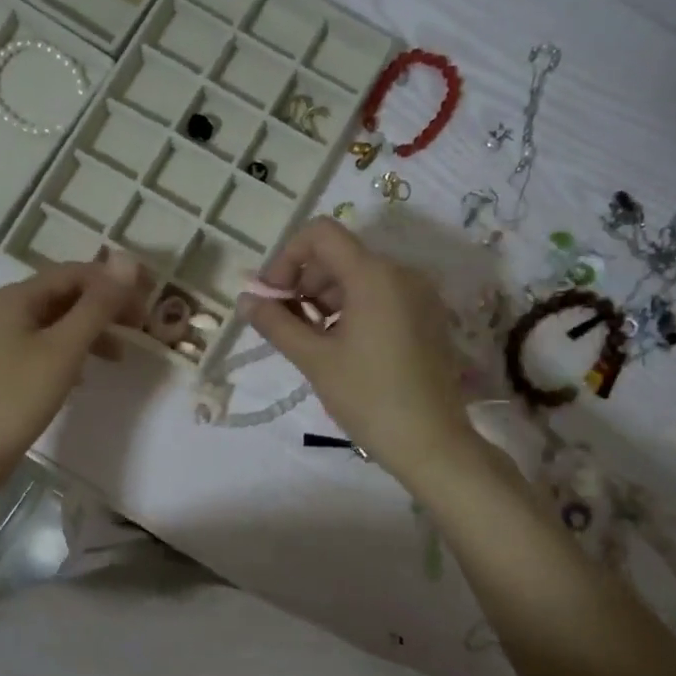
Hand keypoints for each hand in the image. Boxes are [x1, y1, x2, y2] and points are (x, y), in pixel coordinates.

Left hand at [0, 256, 146, 472]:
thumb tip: (128, 260)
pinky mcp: (0, 367)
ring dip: (89, 332)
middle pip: (62, 296)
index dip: (112, 282)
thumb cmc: (19, 396)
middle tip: (138, 327)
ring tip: (119, 355)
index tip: (147, 302)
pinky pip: (42, 346)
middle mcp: (2, 310)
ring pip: (54, 323)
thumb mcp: (65, 348)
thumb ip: (98, 305)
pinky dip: (70, 352)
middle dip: (102, 307)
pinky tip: (84, 375)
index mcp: (14, 298)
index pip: (72, 273)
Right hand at [241, 218, 475, 485]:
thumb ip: (276, 323)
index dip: (287, 257)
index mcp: (374, 275)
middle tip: (283, 322)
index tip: (272, 296)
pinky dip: (351, 308)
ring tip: (308, 339)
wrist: (430, 442)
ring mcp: (419, 295)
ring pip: (359, 276)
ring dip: (324, 297)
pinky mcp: (426, 316)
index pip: (321, 234)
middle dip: (303, 281)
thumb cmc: (368, 397)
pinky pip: (380, 296)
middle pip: (339, 255)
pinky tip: (338, 345)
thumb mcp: (314, 359)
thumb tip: (246, 300)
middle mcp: (401, 273)